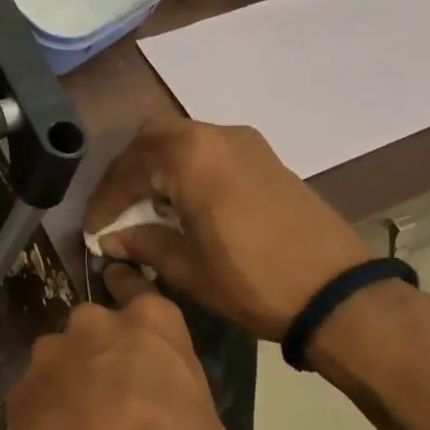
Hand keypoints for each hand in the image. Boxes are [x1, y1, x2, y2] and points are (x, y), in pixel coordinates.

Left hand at [8, 268, 244, 429]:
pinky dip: (45, 412)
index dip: (137, 309)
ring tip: (81, 428)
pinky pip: (36, 393)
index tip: (134, 327)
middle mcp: (94, 325)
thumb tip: (169, 408)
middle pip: (97, 327)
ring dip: (71, 381)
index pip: (140, 292)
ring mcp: (49, 355)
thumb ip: (184, 400)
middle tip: (114, 395)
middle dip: (103, 352)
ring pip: (62, 358)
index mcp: (152, 325)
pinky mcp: (17, 391)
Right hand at [84, 120, 370, 341]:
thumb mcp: (188, 268)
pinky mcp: (265, 157)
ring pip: (182, 140)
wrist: (338, 293)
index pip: (129, 169)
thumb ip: (143, 243)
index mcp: (191, 157)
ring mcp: (245, 143)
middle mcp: (216, 135)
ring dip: (156, 167)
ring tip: (144, 207)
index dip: (104, 200)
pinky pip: (209, 150)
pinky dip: (185, 168)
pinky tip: (181, 203)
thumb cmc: (253, 281)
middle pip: (153, 139)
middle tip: (115, 208)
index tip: (92, 229)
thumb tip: (111, 238)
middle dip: (127, 172)